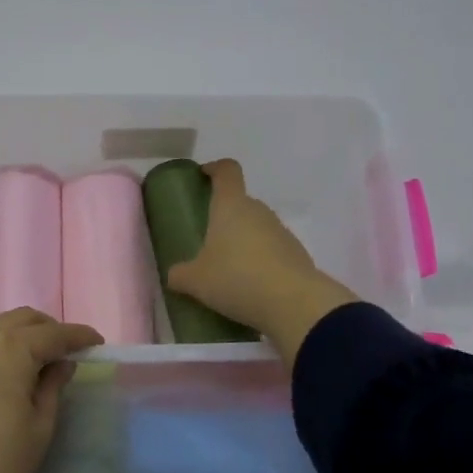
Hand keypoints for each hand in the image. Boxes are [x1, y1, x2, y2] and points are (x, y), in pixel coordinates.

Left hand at [0, 308, 102, 472]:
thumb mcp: (38, 431)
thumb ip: (52, 387)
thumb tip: (60, 363)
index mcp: (11, 347)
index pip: (54, 333)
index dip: (78, 336)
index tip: (95, 343)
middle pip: (20, 320)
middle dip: (46, 330)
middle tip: (62, 351)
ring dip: (12, 333)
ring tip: (24, 358)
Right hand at [164, 158, 359, 362]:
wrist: (293, 303)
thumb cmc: (236, 279)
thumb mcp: (196, 281)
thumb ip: (180, 275)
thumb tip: (174, 275)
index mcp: (231, 206)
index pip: (227, 171)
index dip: (215, 169)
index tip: (204, 175)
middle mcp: (258, 211)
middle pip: (241, 203)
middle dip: (225, 217)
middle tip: (209, 240)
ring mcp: (282, 231)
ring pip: (258, 228)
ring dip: (244, 242)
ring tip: (230, 270)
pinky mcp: (298, 254)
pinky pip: (273, 251)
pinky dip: (262, 262)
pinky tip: (252, 287)